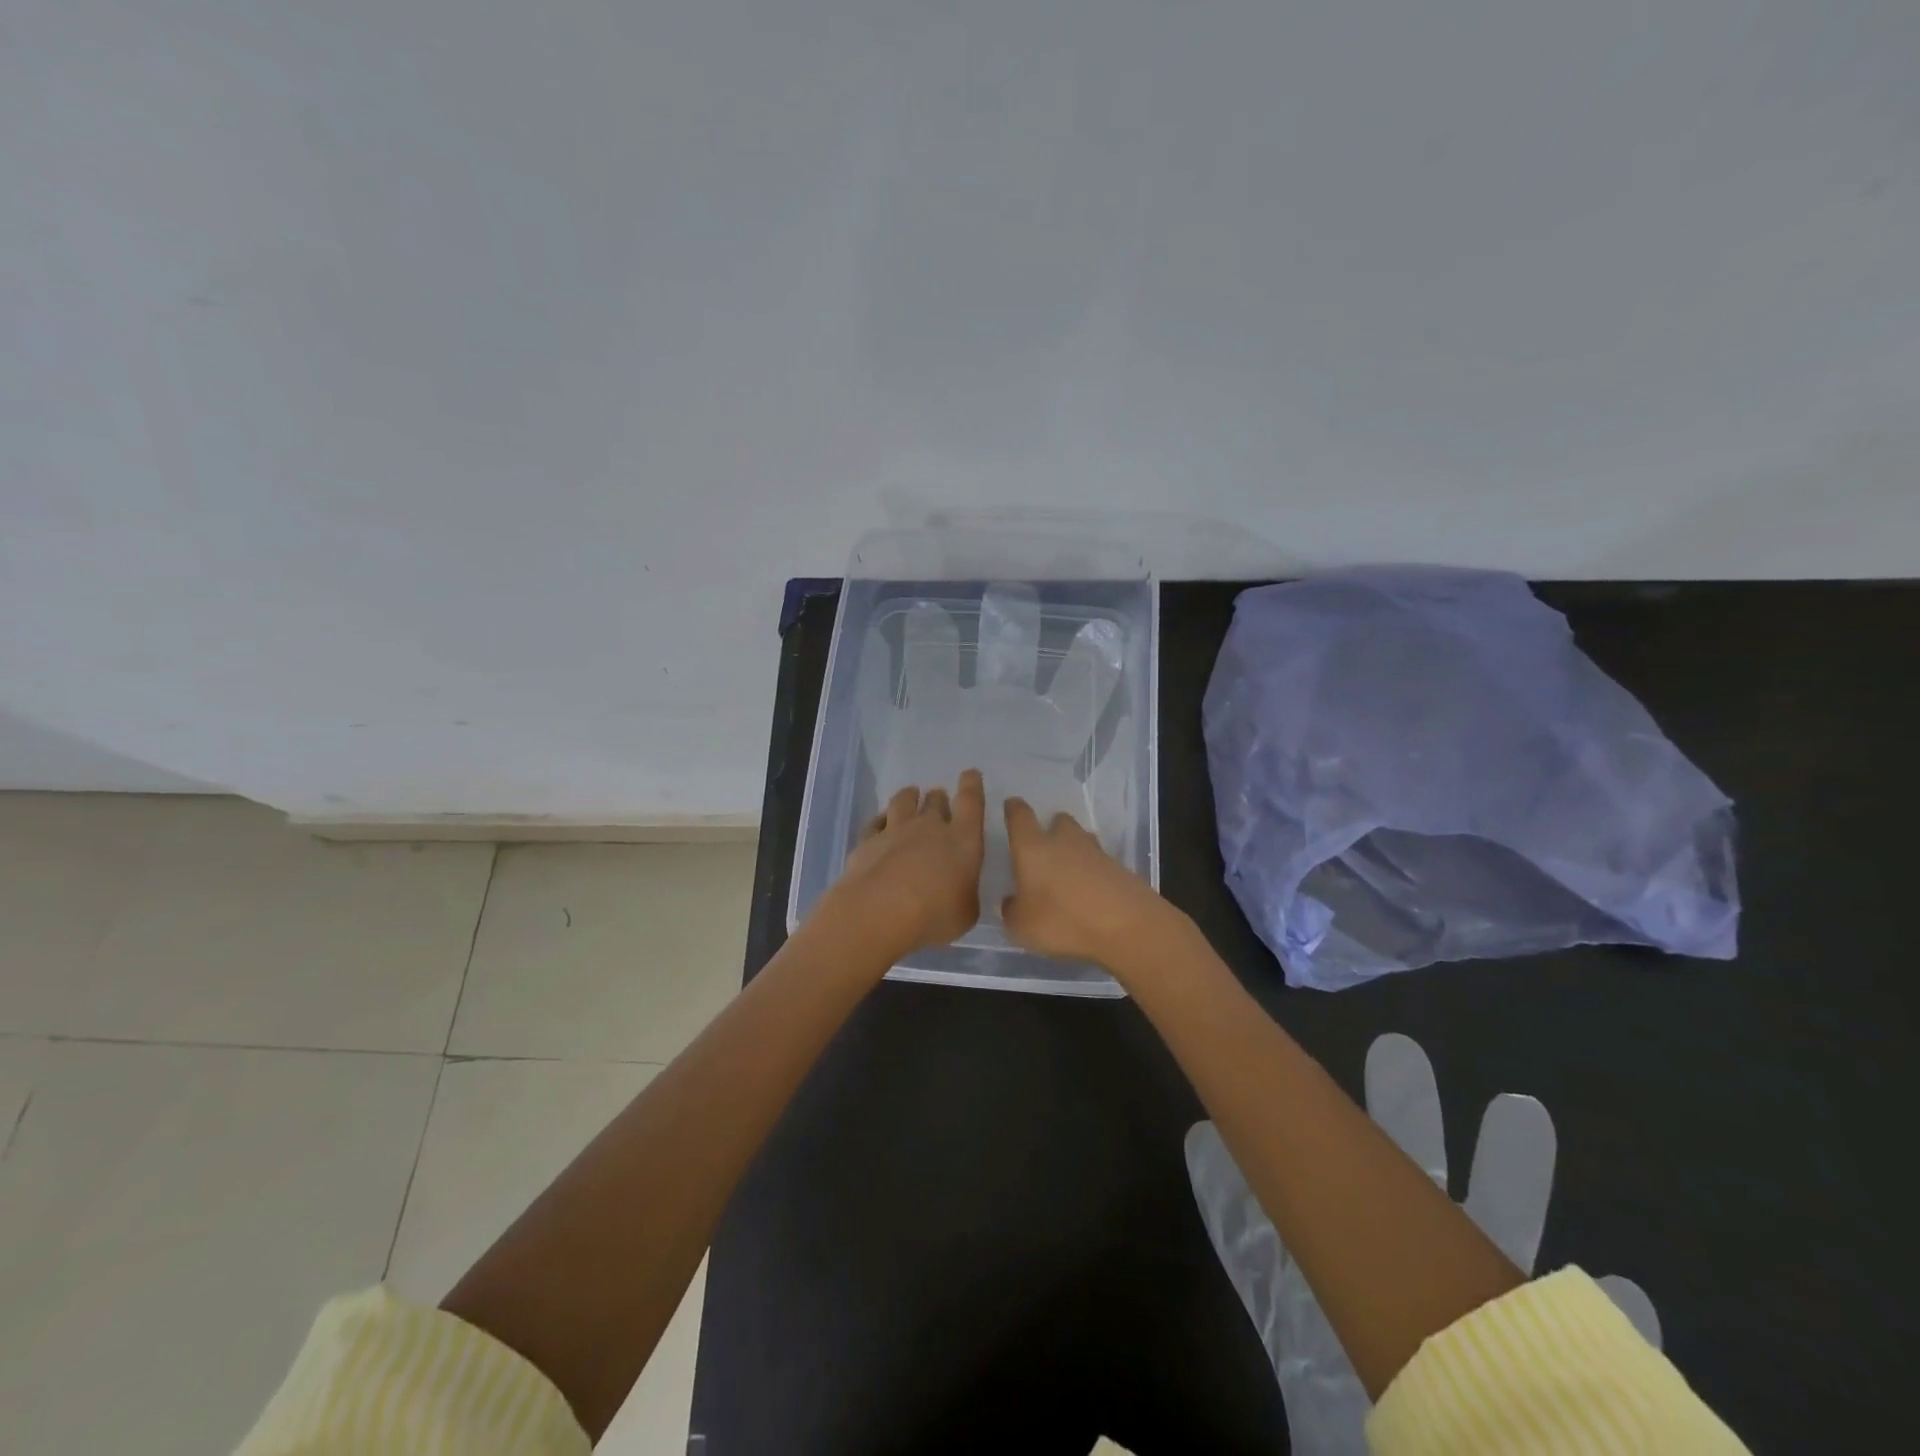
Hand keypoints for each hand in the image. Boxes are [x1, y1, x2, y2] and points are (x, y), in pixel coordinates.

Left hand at [822, 771, 986, 958]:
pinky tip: (880, 822)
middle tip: (938, 798)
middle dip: (938, 797)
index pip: (971, 802)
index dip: (972, 785)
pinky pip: (875, 822)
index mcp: (963, 840)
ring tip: (910, 795)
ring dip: (909, 797)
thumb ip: (965, 895)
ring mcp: (895, 830)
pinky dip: (881, 820)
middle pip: (935, 801)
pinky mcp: (867, 841)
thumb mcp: (966, 913)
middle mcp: (929, 827)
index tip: (970, 774)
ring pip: (903, 802)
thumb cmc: (934, 915)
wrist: (878, 912)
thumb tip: (961, 891)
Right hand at [1001, 798, 1172, 966]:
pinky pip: (1101, 864)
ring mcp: (1097, 853)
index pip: (1020, 817)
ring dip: (1075, 849)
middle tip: (1045, 845)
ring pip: (1082, 841)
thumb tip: (1011, 902)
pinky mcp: (1121, 870)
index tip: (1011, 806)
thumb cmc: (1062, 920)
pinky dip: (1094, 873)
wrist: (1127, 926)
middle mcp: (1065, 842)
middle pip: (1059, 822)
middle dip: (1052, 828)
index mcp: (1033, 848)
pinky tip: (1091, 893)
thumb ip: (1012, 912)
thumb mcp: (1022, 927)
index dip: (1014, 810)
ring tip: (1068, 872)